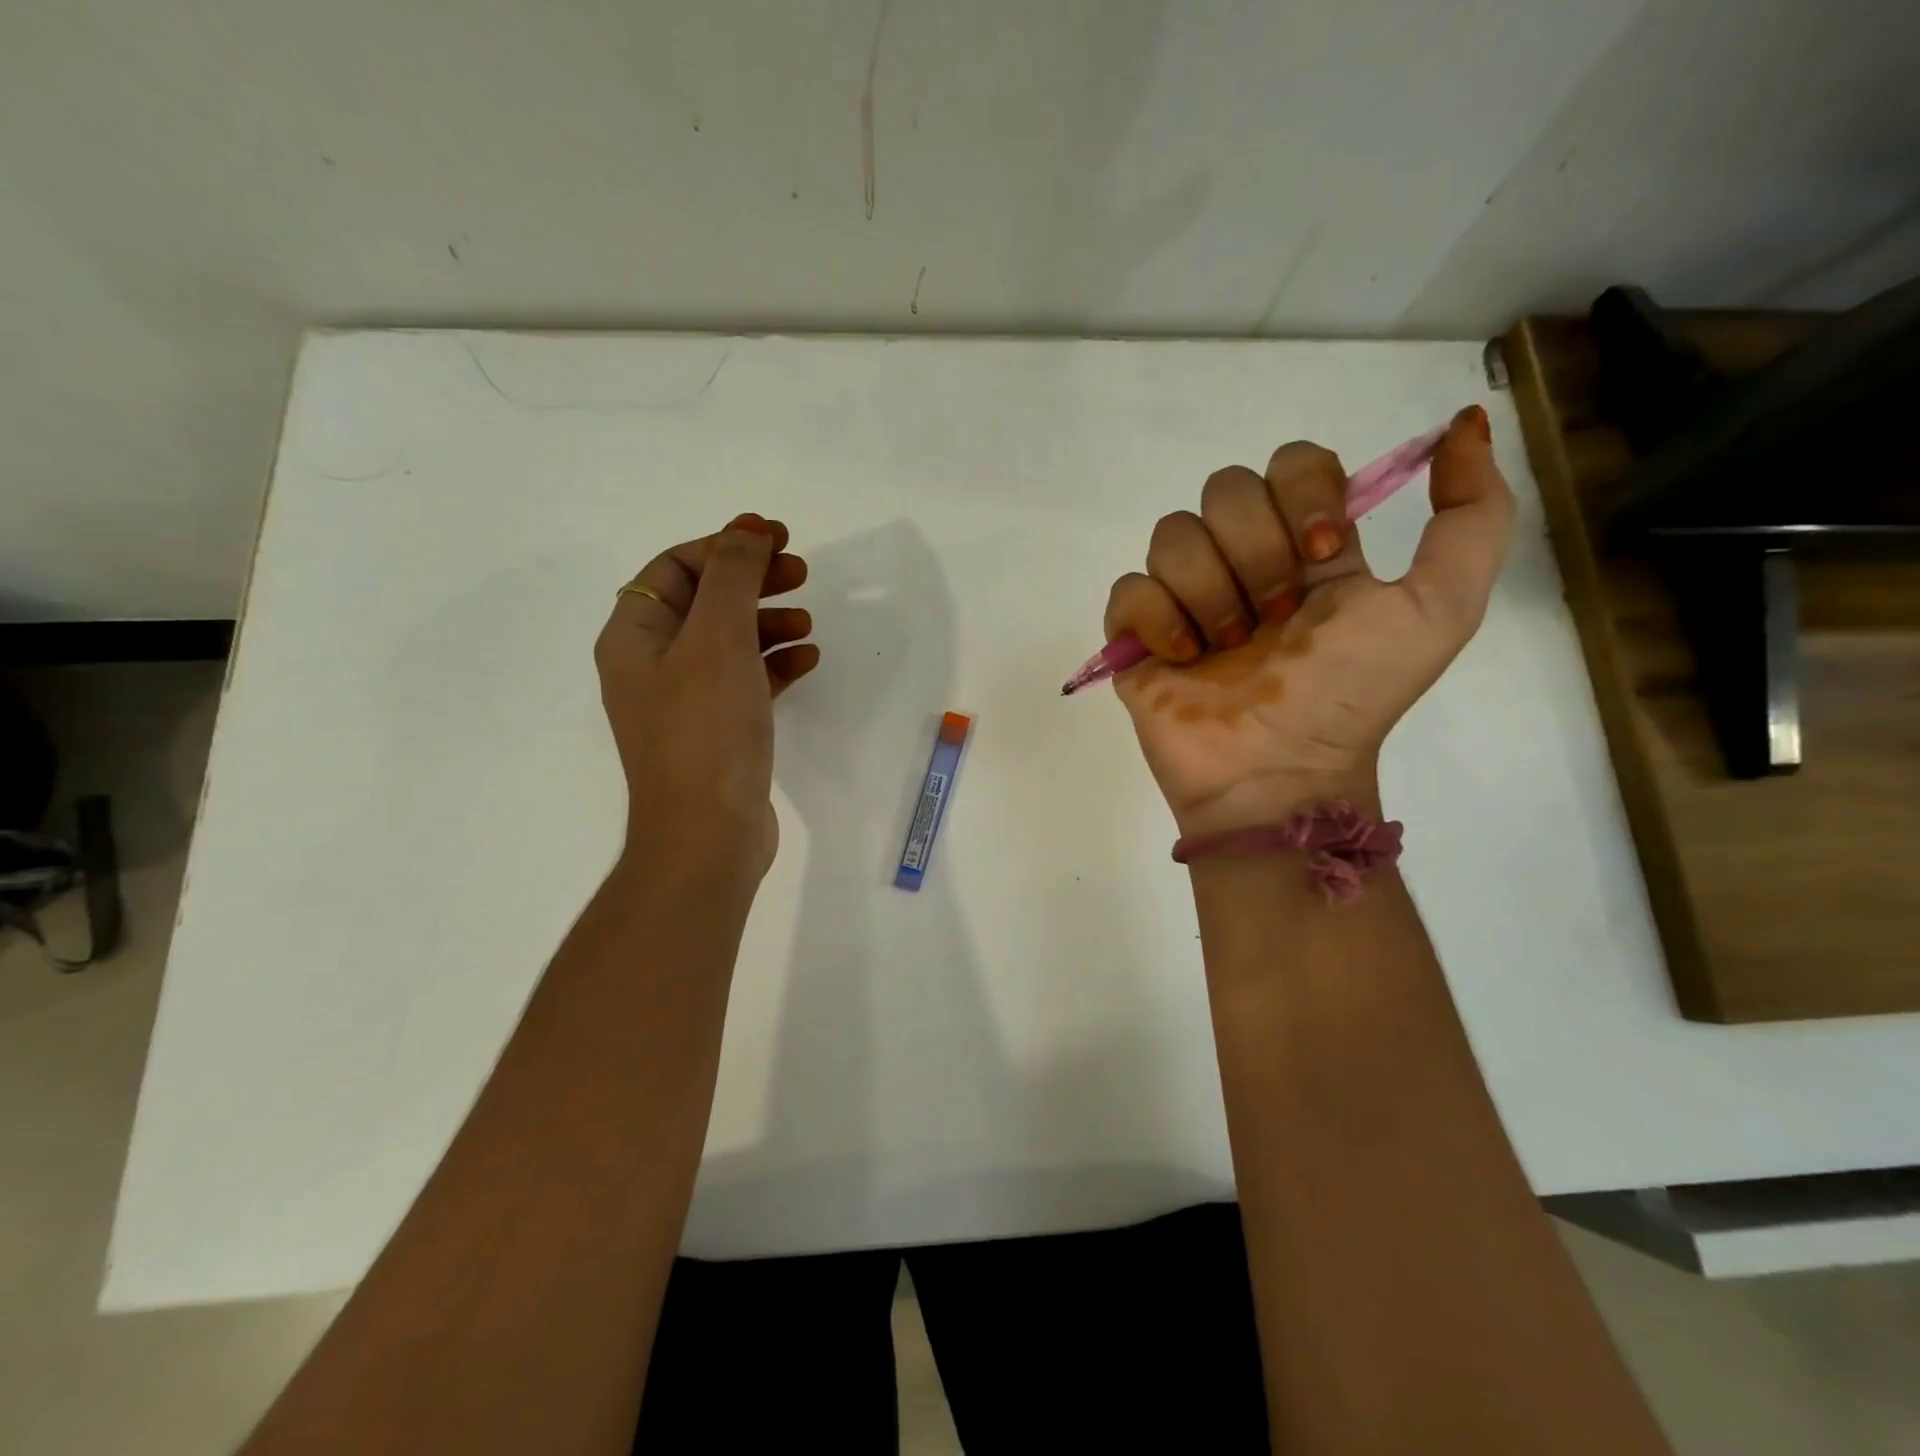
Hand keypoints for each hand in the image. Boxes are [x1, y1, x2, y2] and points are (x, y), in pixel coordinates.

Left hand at [595, 513, 818, 882]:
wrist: (709, 834)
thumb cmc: (706, 729)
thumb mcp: (718, 638)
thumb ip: (732, 576)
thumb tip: (745, 528)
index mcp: (634, 637)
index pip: (674, 568)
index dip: (724, 545)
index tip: (775, 539)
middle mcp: (652, 665)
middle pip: (704, 601)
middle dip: (752, 582)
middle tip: (801, 573)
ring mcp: (685, 702)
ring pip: (729, 642)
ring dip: (769, 623)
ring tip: (808, 624)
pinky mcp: (717, 732)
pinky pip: (746, 681)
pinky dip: (775, 664)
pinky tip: (807, 661)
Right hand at [1105, 406, 1512, 835]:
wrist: (1278, 772)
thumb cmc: (1351, 695)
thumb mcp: (1439, 608)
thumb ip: (1472, 516)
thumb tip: (1462, 426)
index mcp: (1305, 547)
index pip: (1292, 463)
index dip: (1304, 494)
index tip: (1323, 555)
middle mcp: (1242, 561)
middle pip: (1226, 489)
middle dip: (1255, 552)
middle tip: (1275, 617)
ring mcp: (1185, 597)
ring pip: (1172, 534)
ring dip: (1209, 592)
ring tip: (1227, 649)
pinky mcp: (1137, 634)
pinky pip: (1128, 589)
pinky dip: (1158, 620)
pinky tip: (1183, 660)